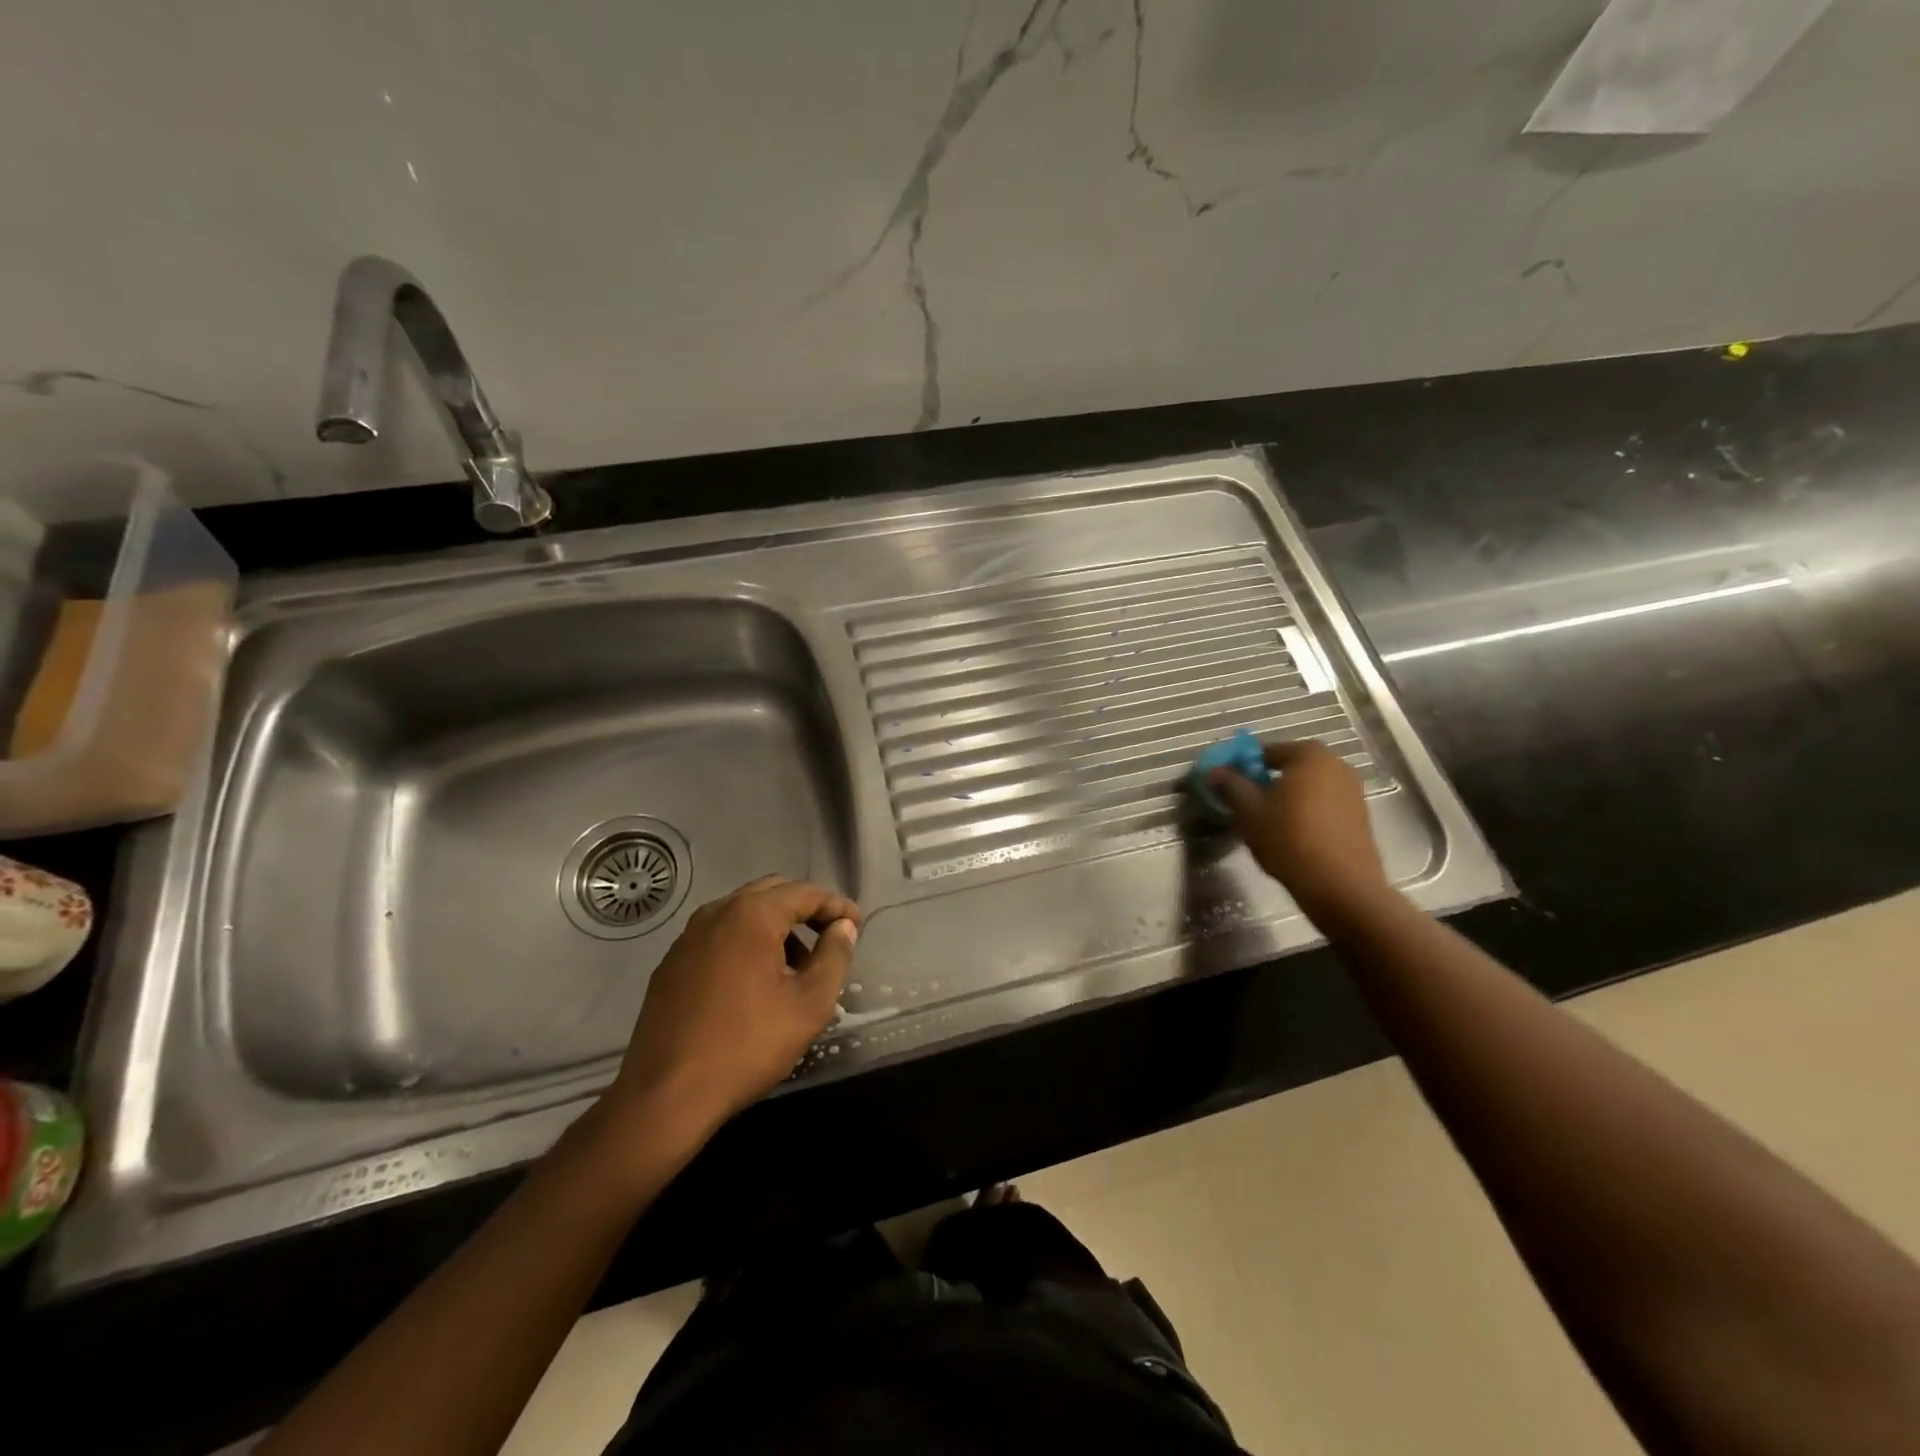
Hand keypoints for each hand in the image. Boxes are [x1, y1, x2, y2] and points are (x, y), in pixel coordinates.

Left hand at [605, 875, 860, 1143]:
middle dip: (805, 910)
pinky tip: (755, 984)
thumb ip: (834, 957)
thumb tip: (843, 928)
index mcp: (751, 915)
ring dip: (775, 928)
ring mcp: (688, 938)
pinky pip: (719, 937)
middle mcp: (716, 913)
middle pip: (771, 893)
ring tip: (796, 968)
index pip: (804, 892)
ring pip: (742, 914)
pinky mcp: (671, 964)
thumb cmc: (746, 1046)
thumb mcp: (809, 1005)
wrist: (665, 1096)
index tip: (856, 925)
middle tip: (830, 938)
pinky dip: (746, 944)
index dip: (836, 905)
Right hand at [1208, 740, 1391, 919]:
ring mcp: (1353, 791)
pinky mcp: (1360, 817)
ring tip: (1268, 823)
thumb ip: (1230, 785)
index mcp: (1309, 755)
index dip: (1244, 767)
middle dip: (1267, 782)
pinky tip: (1293, 836)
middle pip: (1290, 768)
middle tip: (1247, 805)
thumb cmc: (1289, 839)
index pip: (1267, 751)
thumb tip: (1214, 771)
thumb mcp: (1248, 811)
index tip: (1230, 787)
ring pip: (1308, 788)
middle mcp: (1337, 765)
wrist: (1341, 886)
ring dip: (1288, 799)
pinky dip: (1307, 813)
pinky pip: (1324, 805)